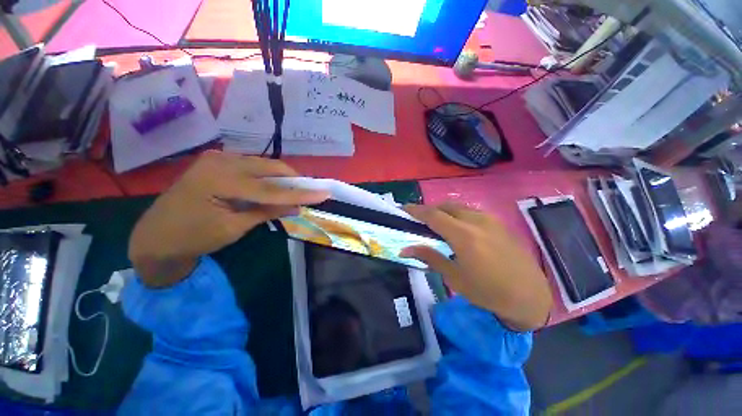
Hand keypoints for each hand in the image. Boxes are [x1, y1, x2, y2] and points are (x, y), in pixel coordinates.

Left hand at [129, 152, 328, 286]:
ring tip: (296, 191)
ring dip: (282, 178)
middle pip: (270, 168)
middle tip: (311, 191)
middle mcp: (221, 161)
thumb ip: (268, 211)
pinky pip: (251, 167)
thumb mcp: (235, 228)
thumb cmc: (193, 238)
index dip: (301, 192)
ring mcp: (217, 159)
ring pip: (263, 165)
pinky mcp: (217, 162)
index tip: (324, 193)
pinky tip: (274, 187)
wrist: (156, 237)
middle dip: (294, 179)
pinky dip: (267, 177)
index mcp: (221, 179)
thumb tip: (298, 205)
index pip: (272, 188)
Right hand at [402, 203, 551, 330]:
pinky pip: (471, 212)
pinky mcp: (498, 223)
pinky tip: (459, 229)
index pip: (432, 215)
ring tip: (438, 225)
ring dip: (444, 212)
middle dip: (429, 210)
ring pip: (459, 207)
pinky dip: (458, 215)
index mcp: (463, 235)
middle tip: (420, 221)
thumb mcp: (454, 277)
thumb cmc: (488, 291)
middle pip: (445, 206)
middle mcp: (476, 220)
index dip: (415, 210)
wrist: (530, 296)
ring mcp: (490, 219)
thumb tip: (404, 250)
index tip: (403, 209)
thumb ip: (429, 257)